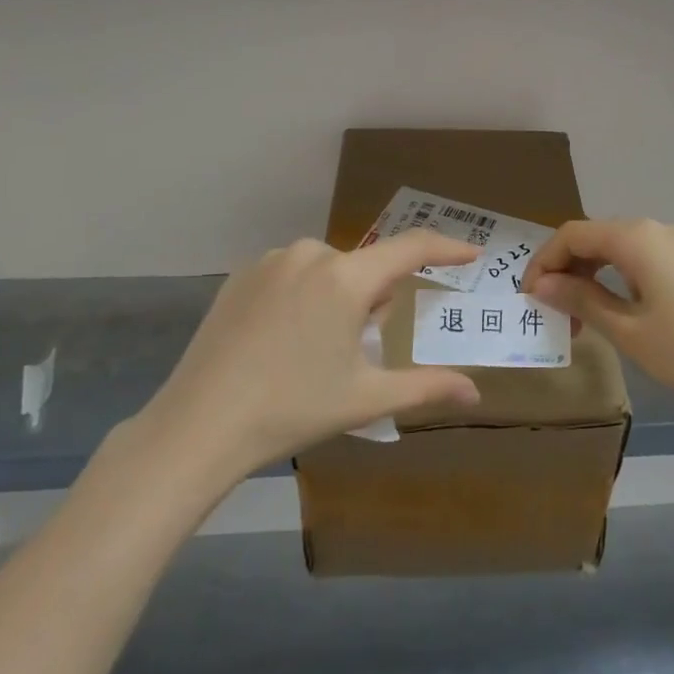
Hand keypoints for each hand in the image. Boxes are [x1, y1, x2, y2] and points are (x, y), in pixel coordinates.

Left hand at [135, 232, 482, 480]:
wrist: (199, 424)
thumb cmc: (292, 408)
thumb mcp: (364, 398)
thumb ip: (425, 387)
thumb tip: (475, 391)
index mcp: (346, 278)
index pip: (410, 249)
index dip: (445, 249)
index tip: (470, 253)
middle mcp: (311, 253)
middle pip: (365, 267)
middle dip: (373, 299)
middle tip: (355, 349)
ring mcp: (272, 260)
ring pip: (328, 269)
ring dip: (336, 296)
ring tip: (312, 349)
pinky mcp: (242, 274)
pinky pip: (291, 273)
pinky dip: (300, 296)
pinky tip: (278, 339)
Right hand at [523, 219, 673, 408]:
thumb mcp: (630, 331)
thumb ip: (582, 301)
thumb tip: (541, 284)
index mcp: (632, 237)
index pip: (571, 235)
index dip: (543, 262)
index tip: (528, 299)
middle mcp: (656, 228)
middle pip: (597, 238)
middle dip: (569, 272)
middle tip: (559, 317)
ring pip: (626, 247)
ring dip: (600, 274)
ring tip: (592, 313)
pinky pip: (659, 252)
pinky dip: (637, 268)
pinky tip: (646, 284)